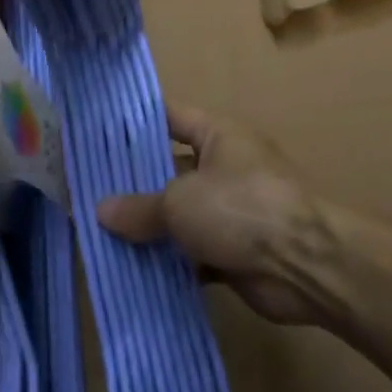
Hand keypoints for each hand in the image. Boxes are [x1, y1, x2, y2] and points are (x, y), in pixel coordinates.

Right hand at [97, 106, 324, 325]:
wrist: (305, 264)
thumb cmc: (241, 208)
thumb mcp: (181, 202)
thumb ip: (140, 207)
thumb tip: (101, 210)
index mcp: (218, 135)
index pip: (170, 117)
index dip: (136, 123)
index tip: (97, 132)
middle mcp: (225, 167)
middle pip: (171, 171)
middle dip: (134, 186)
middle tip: (86, 195)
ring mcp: (232, 211)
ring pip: (181, 217)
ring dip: (150, 230)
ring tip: (98, 238)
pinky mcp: (235, 252)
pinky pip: (193, 255)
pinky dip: (169, 264)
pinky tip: (131, 274)